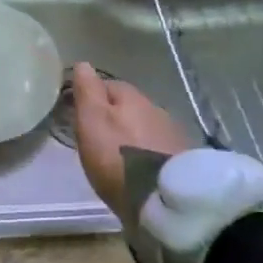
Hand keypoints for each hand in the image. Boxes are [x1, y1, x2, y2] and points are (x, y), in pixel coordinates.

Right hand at [71, 63, 190, 220]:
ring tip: (118, 154)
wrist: (163, 199)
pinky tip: (138, 166)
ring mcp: (172, 134)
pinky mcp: (181, 160)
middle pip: (129, 106)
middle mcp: (155, 109)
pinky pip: (156, 147)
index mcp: (132, 97)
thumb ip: (87, 92)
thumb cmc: (117, 157)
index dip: (92, 96)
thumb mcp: (92, 121)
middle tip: (97, 135)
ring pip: (144, 126)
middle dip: (114, 116)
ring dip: (131, 134)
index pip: (108, 85)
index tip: (80, 113)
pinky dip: (145, 152)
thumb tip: (83, 63)